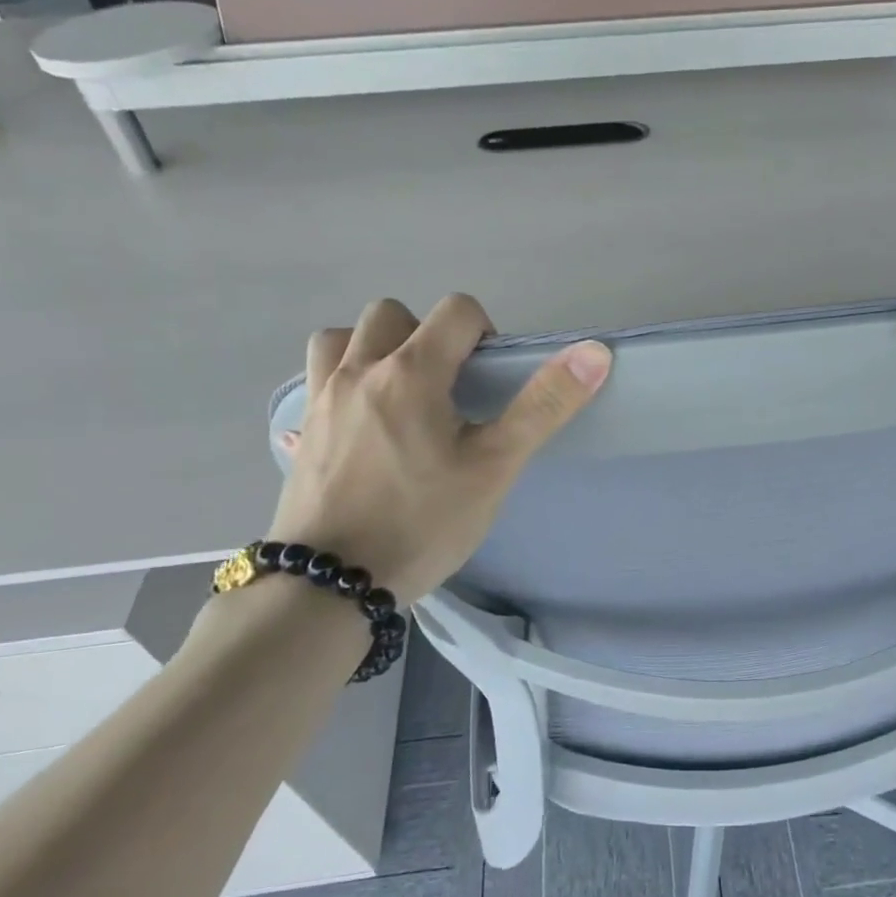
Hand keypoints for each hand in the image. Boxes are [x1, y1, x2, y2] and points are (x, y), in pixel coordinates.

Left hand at [268, 295, 610, 603]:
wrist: (331, 585)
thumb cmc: (422, 523)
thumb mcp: (495, 467)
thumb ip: (543, 406)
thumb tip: (594, 352)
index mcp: (411, 372)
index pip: (456, 311)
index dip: (485, 333)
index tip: (490, 382)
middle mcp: (359, 371)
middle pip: (394, 314)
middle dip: (429, 335)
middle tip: (449, 390)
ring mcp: (321, 399)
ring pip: (344, 337)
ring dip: (377, 347)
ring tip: (402, 394)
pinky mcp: (302, 430)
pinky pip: (318, 378)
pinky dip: (343, 378)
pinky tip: (362, 419)